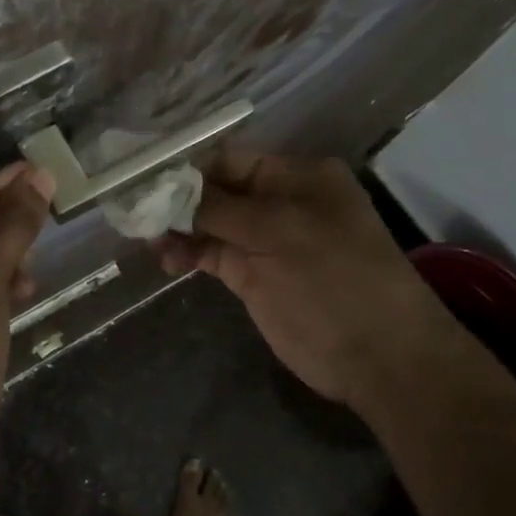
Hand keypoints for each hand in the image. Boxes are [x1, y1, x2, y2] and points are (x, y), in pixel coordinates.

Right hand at [156, 149, 459, 410]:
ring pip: (208, 222)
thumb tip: (167, 190)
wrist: (378, 356)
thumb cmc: (334, 277)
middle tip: (137, 211)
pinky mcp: (252, 274)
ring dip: (177, 228)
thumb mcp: (278, 231)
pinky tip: (166, 259)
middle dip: (177, 199)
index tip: (147, 180)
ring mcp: (264, 240)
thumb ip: (218, 207)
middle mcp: (279, 201)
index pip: (230, 159)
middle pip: (215, 190)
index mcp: (297, 176)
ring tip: (149, 240)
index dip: (189, 168)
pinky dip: (187, 253)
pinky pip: (211, 253)